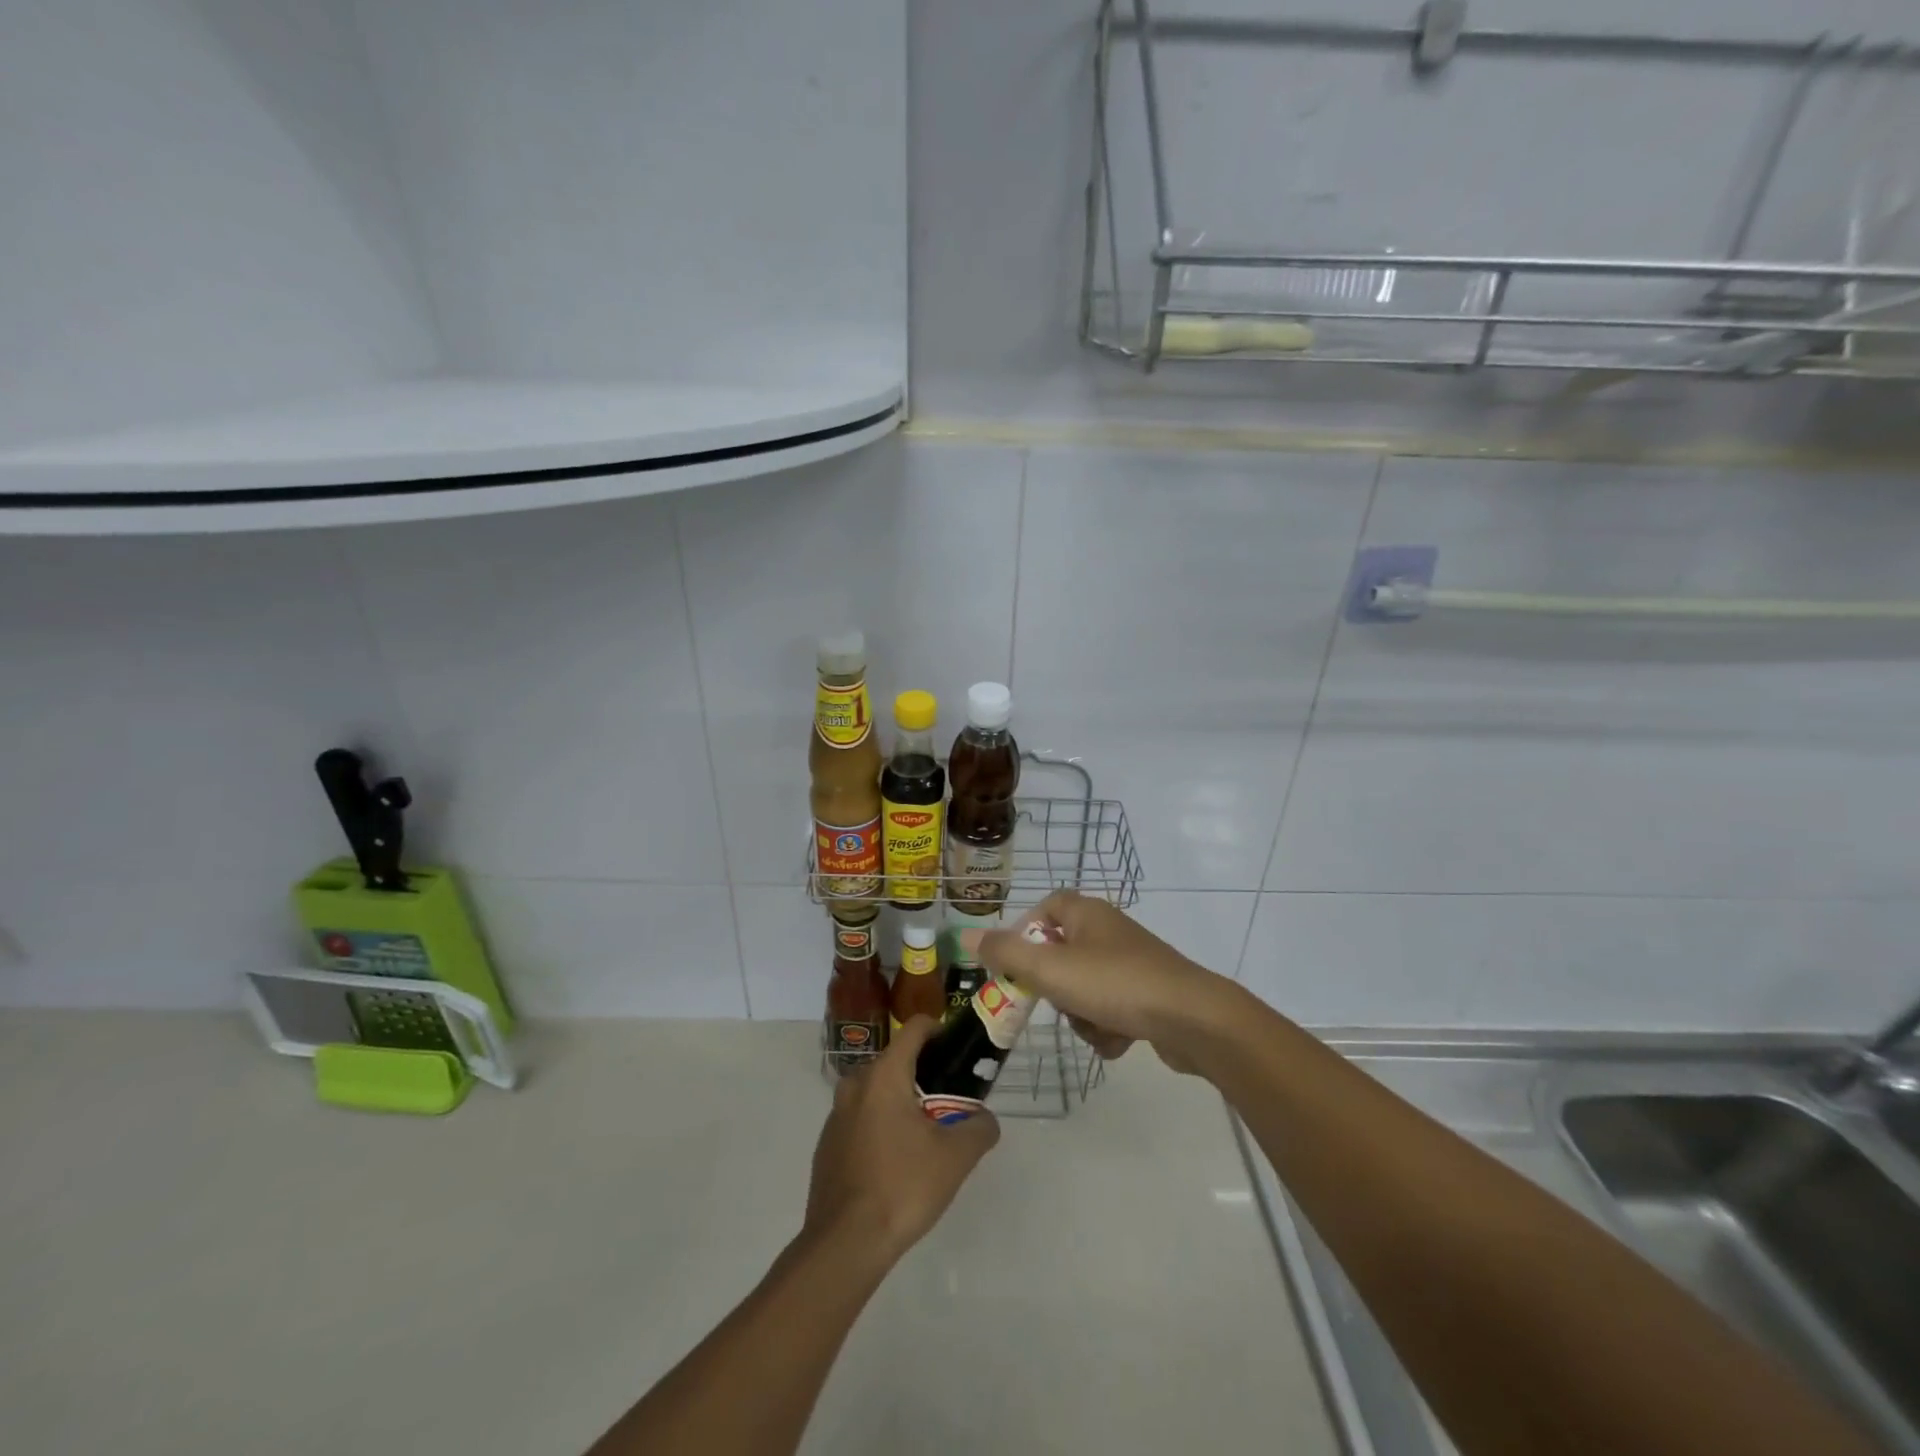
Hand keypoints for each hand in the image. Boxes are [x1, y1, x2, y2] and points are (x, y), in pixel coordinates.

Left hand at [804, 1015, 999, 1264]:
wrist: (844, 1244)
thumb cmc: (902, 1187)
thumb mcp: (956, 1158)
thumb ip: (979, 1128)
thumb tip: (985, 1119)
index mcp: (885, 1074)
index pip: (915, 1028)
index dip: (940, 1031)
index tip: (958, 1052)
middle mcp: (856, 1083)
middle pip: (896, 1060)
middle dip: (924, 1073)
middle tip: (950, 1101)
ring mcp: (836, 1114)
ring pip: (877, 1091)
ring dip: (901, 1101)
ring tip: (926, 1135)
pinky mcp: (827, 1143)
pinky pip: (861, 1118)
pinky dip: (881, 1125)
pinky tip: (896, 1162)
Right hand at [972, 892, 1238, 1072]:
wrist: (1191, 1019)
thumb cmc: (1114, 984)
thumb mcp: (1050, 968)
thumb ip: (1005, 953)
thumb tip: (964, 934)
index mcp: (1086, 913)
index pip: (1046, 907)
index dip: (1026, 932)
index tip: (1015, 964)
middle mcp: (1109, 931)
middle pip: (1061, 954)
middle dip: (1055, 987)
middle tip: (1056, 1001)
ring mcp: (1132, 963)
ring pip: (1084, 988)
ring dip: (1082, 1014)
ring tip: (1097, 1026)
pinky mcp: (1150, 994)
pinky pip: (1111, 1008)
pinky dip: (1108, 1027)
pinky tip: (1120, 1039)